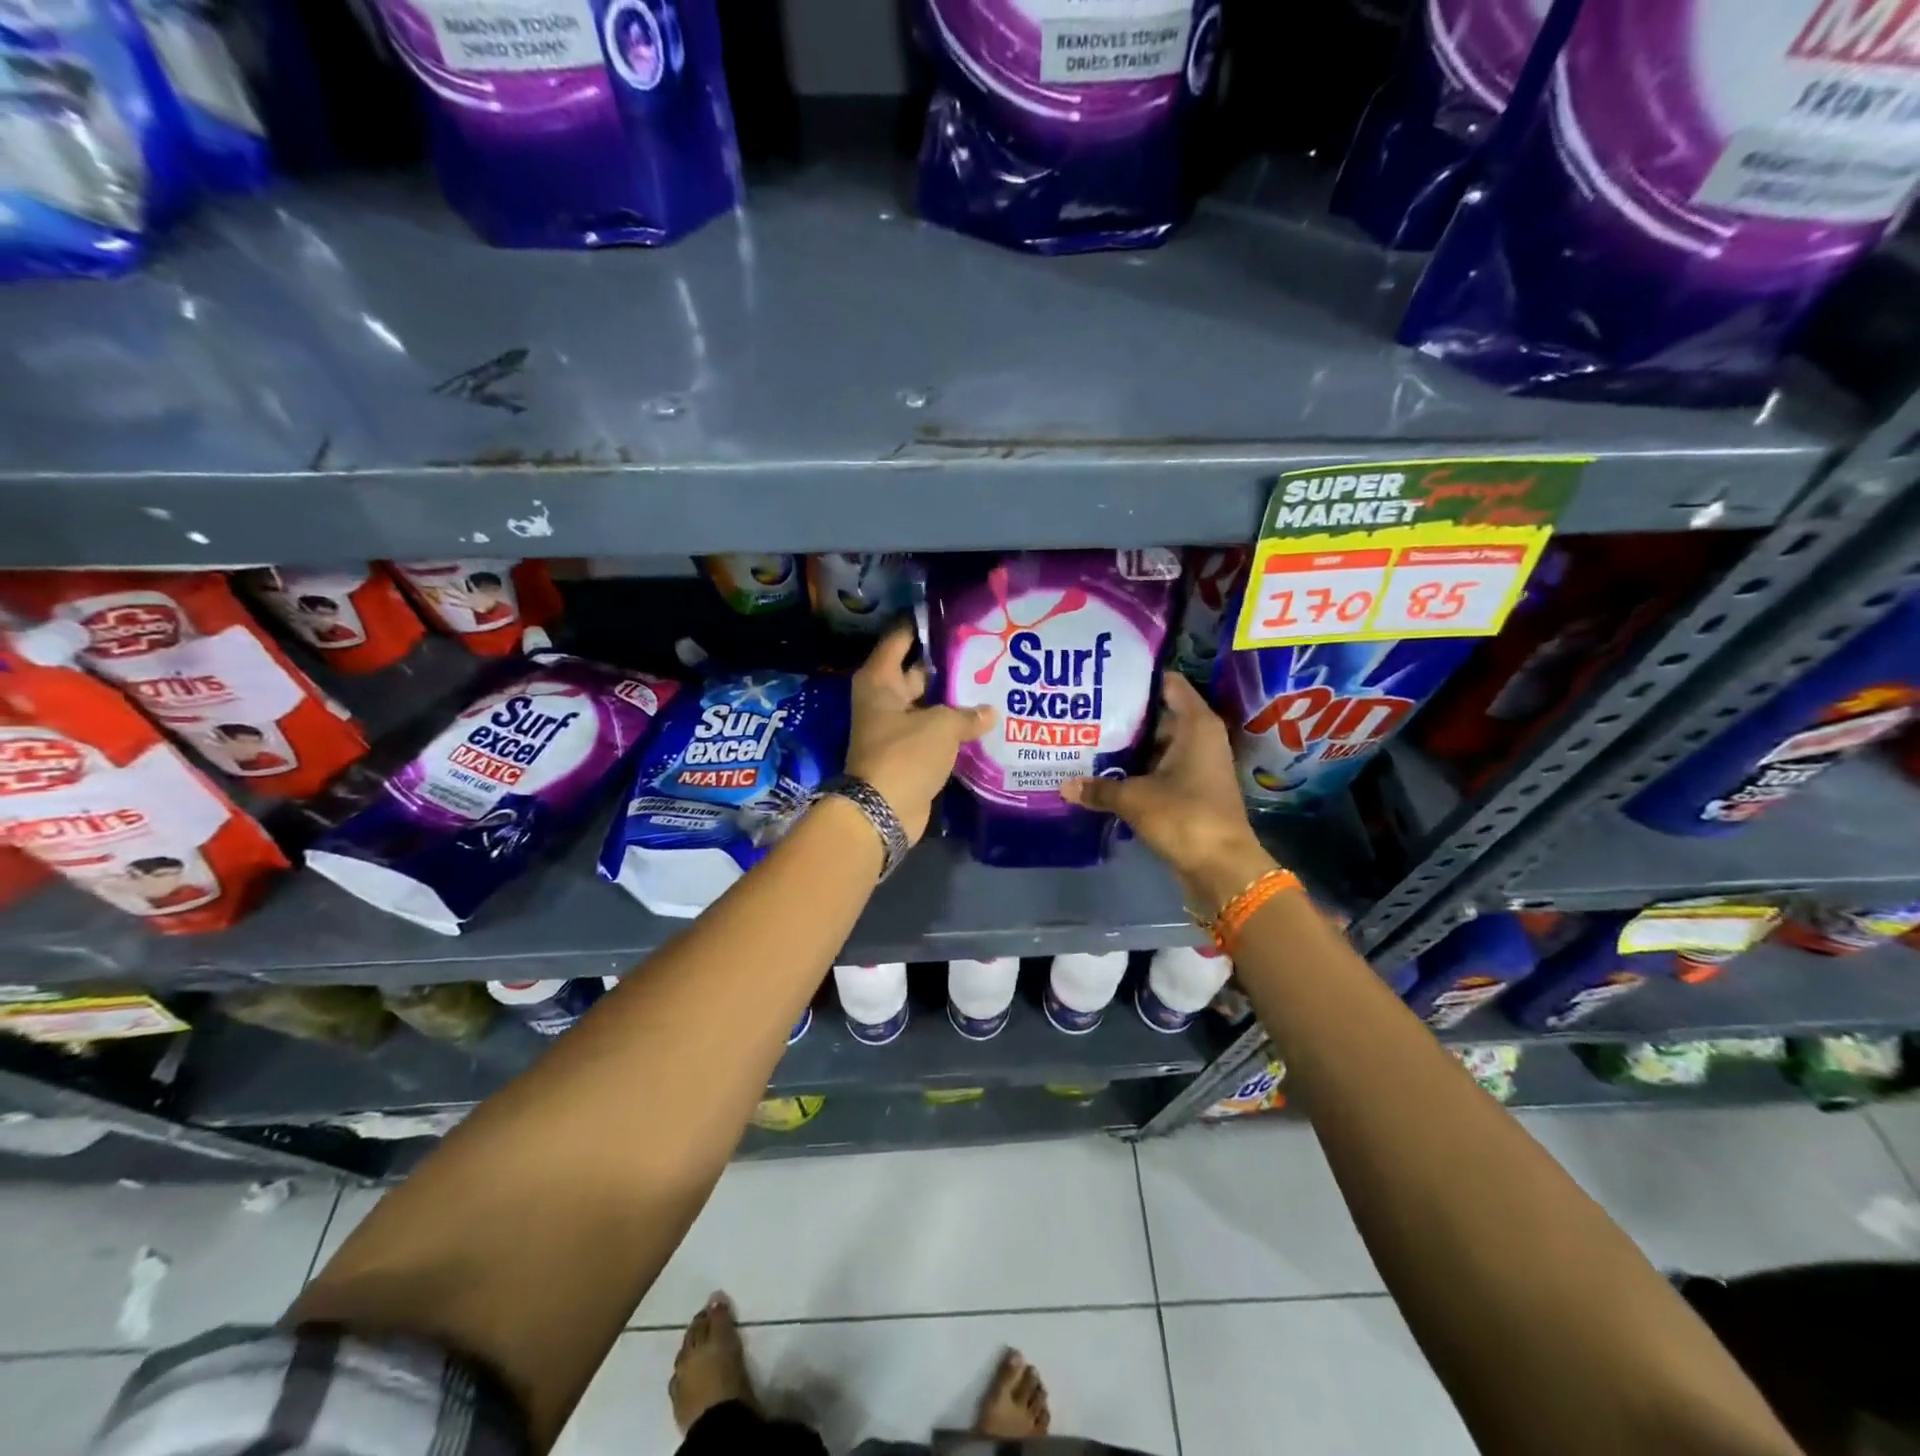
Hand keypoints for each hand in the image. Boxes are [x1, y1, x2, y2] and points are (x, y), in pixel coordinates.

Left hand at [845, 623, 994, 844]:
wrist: (883, 812)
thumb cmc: (905, 755)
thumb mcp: (941, 726)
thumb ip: (967, 713)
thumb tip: (989, 712)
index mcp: (880, 681)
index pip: (900, 639)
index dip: (922, 625)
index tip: (951, 614)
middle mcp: (884, 700)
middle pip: (917, 671)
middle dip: (946, 663)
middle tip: (984, 649)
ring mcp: (896, 728)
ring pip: (928, 704)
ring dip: (953, 698)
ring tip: (991, 680)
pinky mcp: (908, 753)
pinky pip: (933, 731)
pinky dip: (953, 727)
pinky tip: (984, 718)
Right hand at [1061, 674, 1275, 916]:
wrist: (1221, 866)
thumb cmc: (1184, 816)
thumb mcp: (1134, 798)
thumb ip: (1099, 788)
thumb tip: (1064, 786)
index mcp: (1196, 725)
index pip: (1169, 684)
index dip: (1139, 678)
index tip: (1106, 676)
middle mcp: (1200, 738)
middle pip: (1159, 715)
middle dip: (1125, 715)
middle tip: (1086, 711)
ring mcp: (1198, 765)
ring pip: (1157, 745)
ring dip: (1129, 746)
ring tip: (1087, 739)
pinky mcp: (1192, 790)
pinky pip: (1160, 769)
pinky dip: (1138, 770)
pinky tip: (1105, 773)